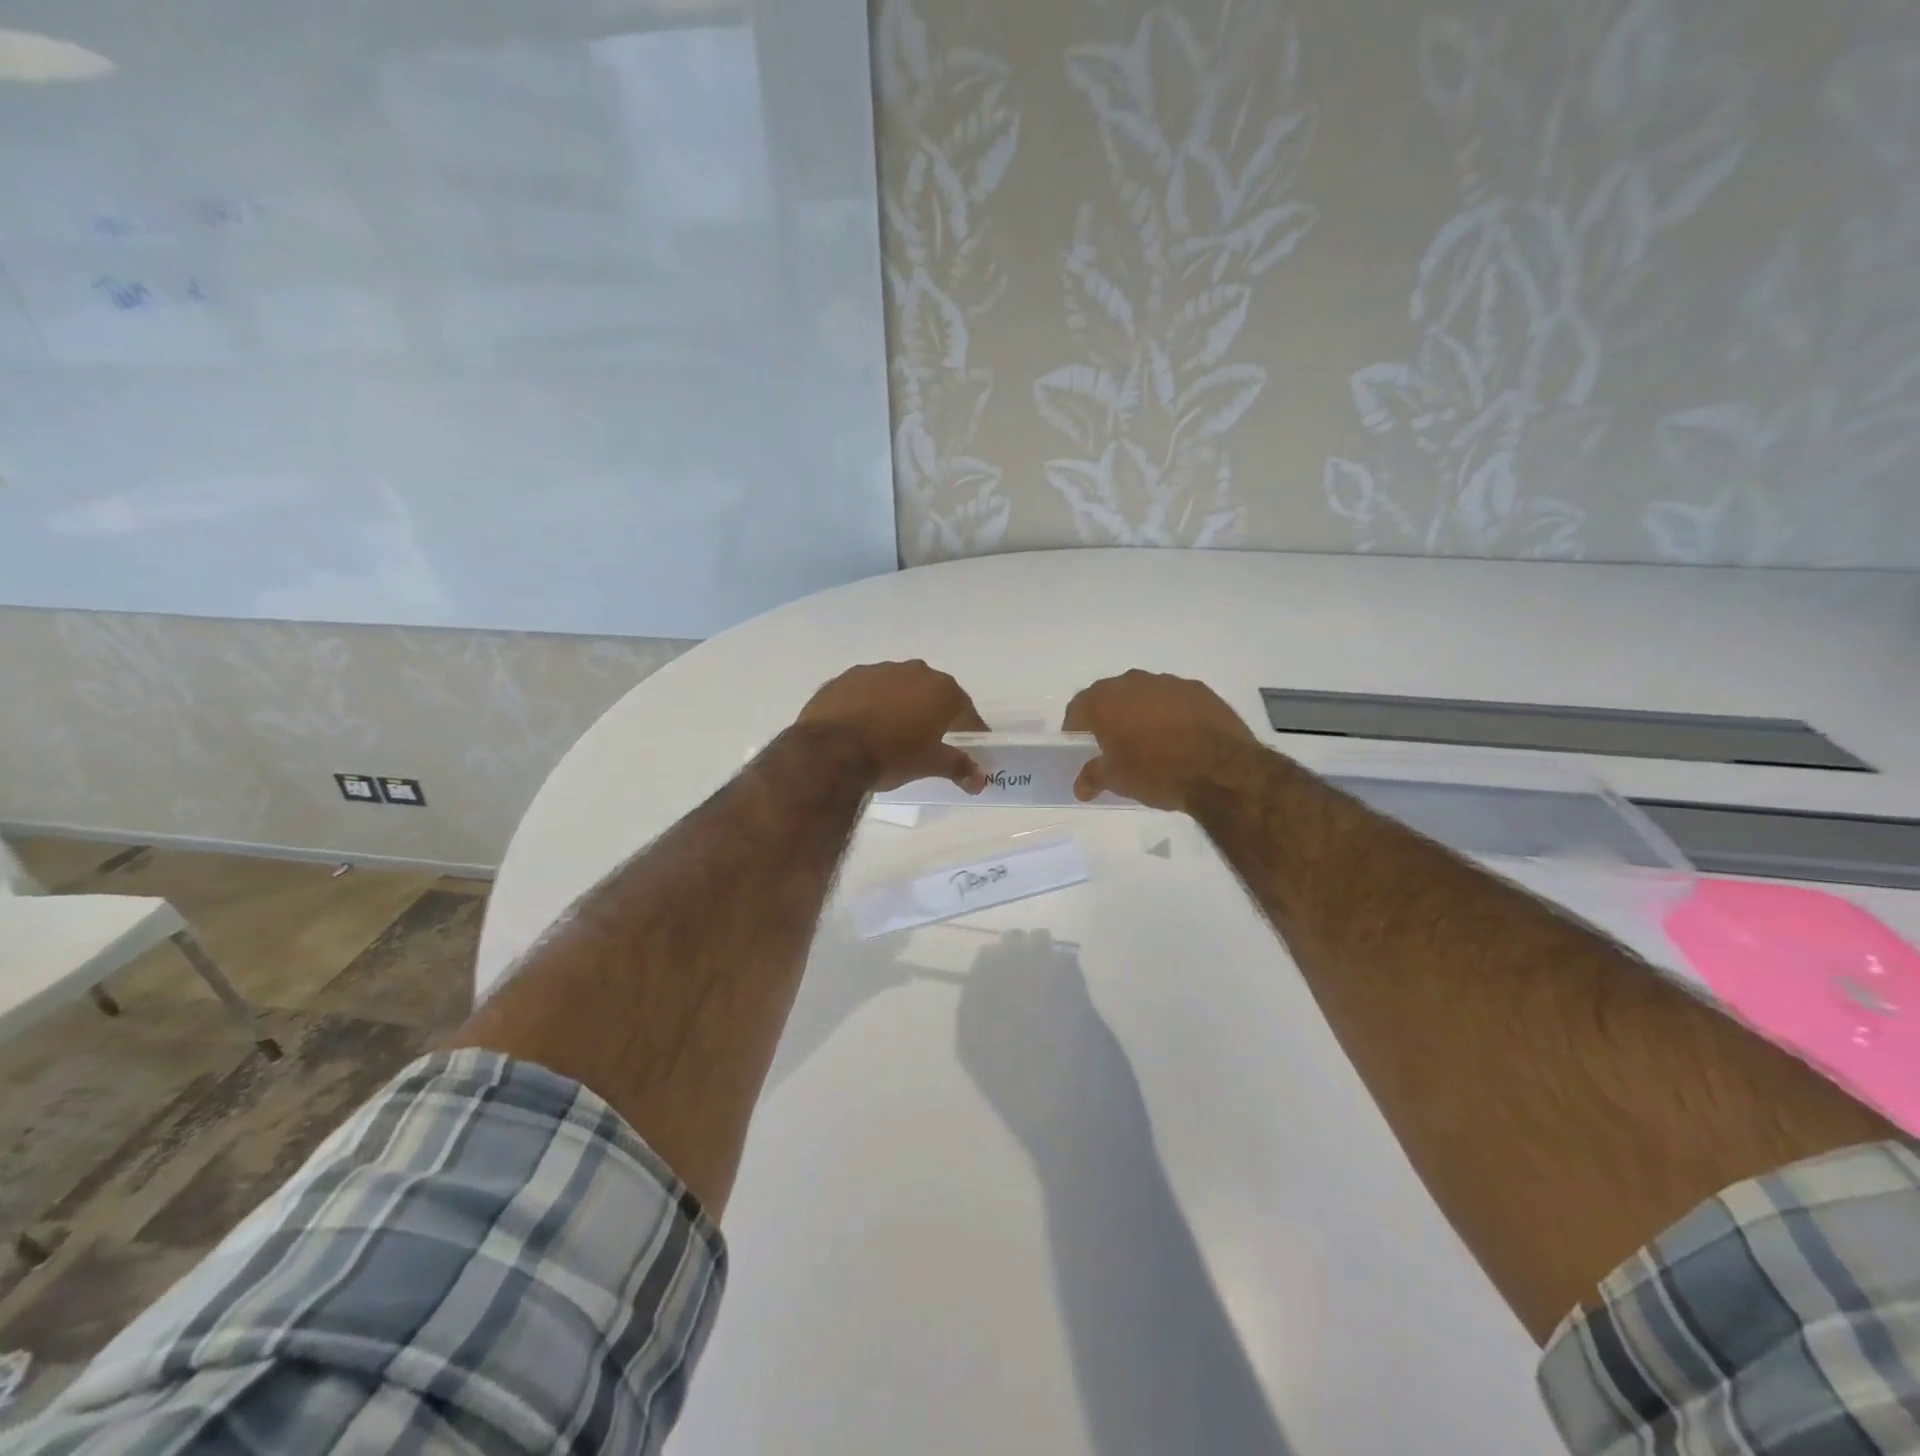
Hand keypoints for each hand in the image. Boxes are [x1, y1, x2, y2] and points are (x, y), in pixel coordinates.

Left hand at [795, 660, 989, 792]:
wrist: (830, 751)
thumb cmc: (891, 756)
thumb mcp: (929, 764)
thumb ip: (958, 767)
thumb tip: (979, 780)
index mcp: (941, 690)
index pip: (966, 711)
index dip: (970, 730)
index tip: (971, 747)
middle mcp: (913, 671)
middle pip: (932, 694)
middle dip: (934, 714)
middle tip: (931, 741)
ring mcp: (878, 670)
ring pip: (899, 688)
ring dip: (901, 706)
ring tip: (892, 734)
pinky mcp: (846, 677)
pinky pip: (868, 690)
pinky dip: (872, 704)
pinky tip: (864, 726)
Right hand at [1063, 670, 1258, 811]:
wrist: (1220, 769)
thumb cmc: (1156, 772)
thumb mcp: (1117, 780)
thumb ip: (1093, 777)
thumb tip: (1080, 787)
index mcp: (1105, 701)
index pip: (1078, 707)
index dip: (1075, 726)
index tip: (1079, 743)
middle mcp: (1133, 682)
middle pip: (1111, 695)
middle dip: (1108, 715)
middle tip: (1112, 742)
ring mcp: (1168, 683)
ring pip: (1144, 694)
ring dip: (1140, 711)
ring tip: (1148, 739)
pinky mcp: (1199, 689)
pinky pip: (1174, 699)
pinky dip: (1170, 712)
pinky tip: (1179, 736)